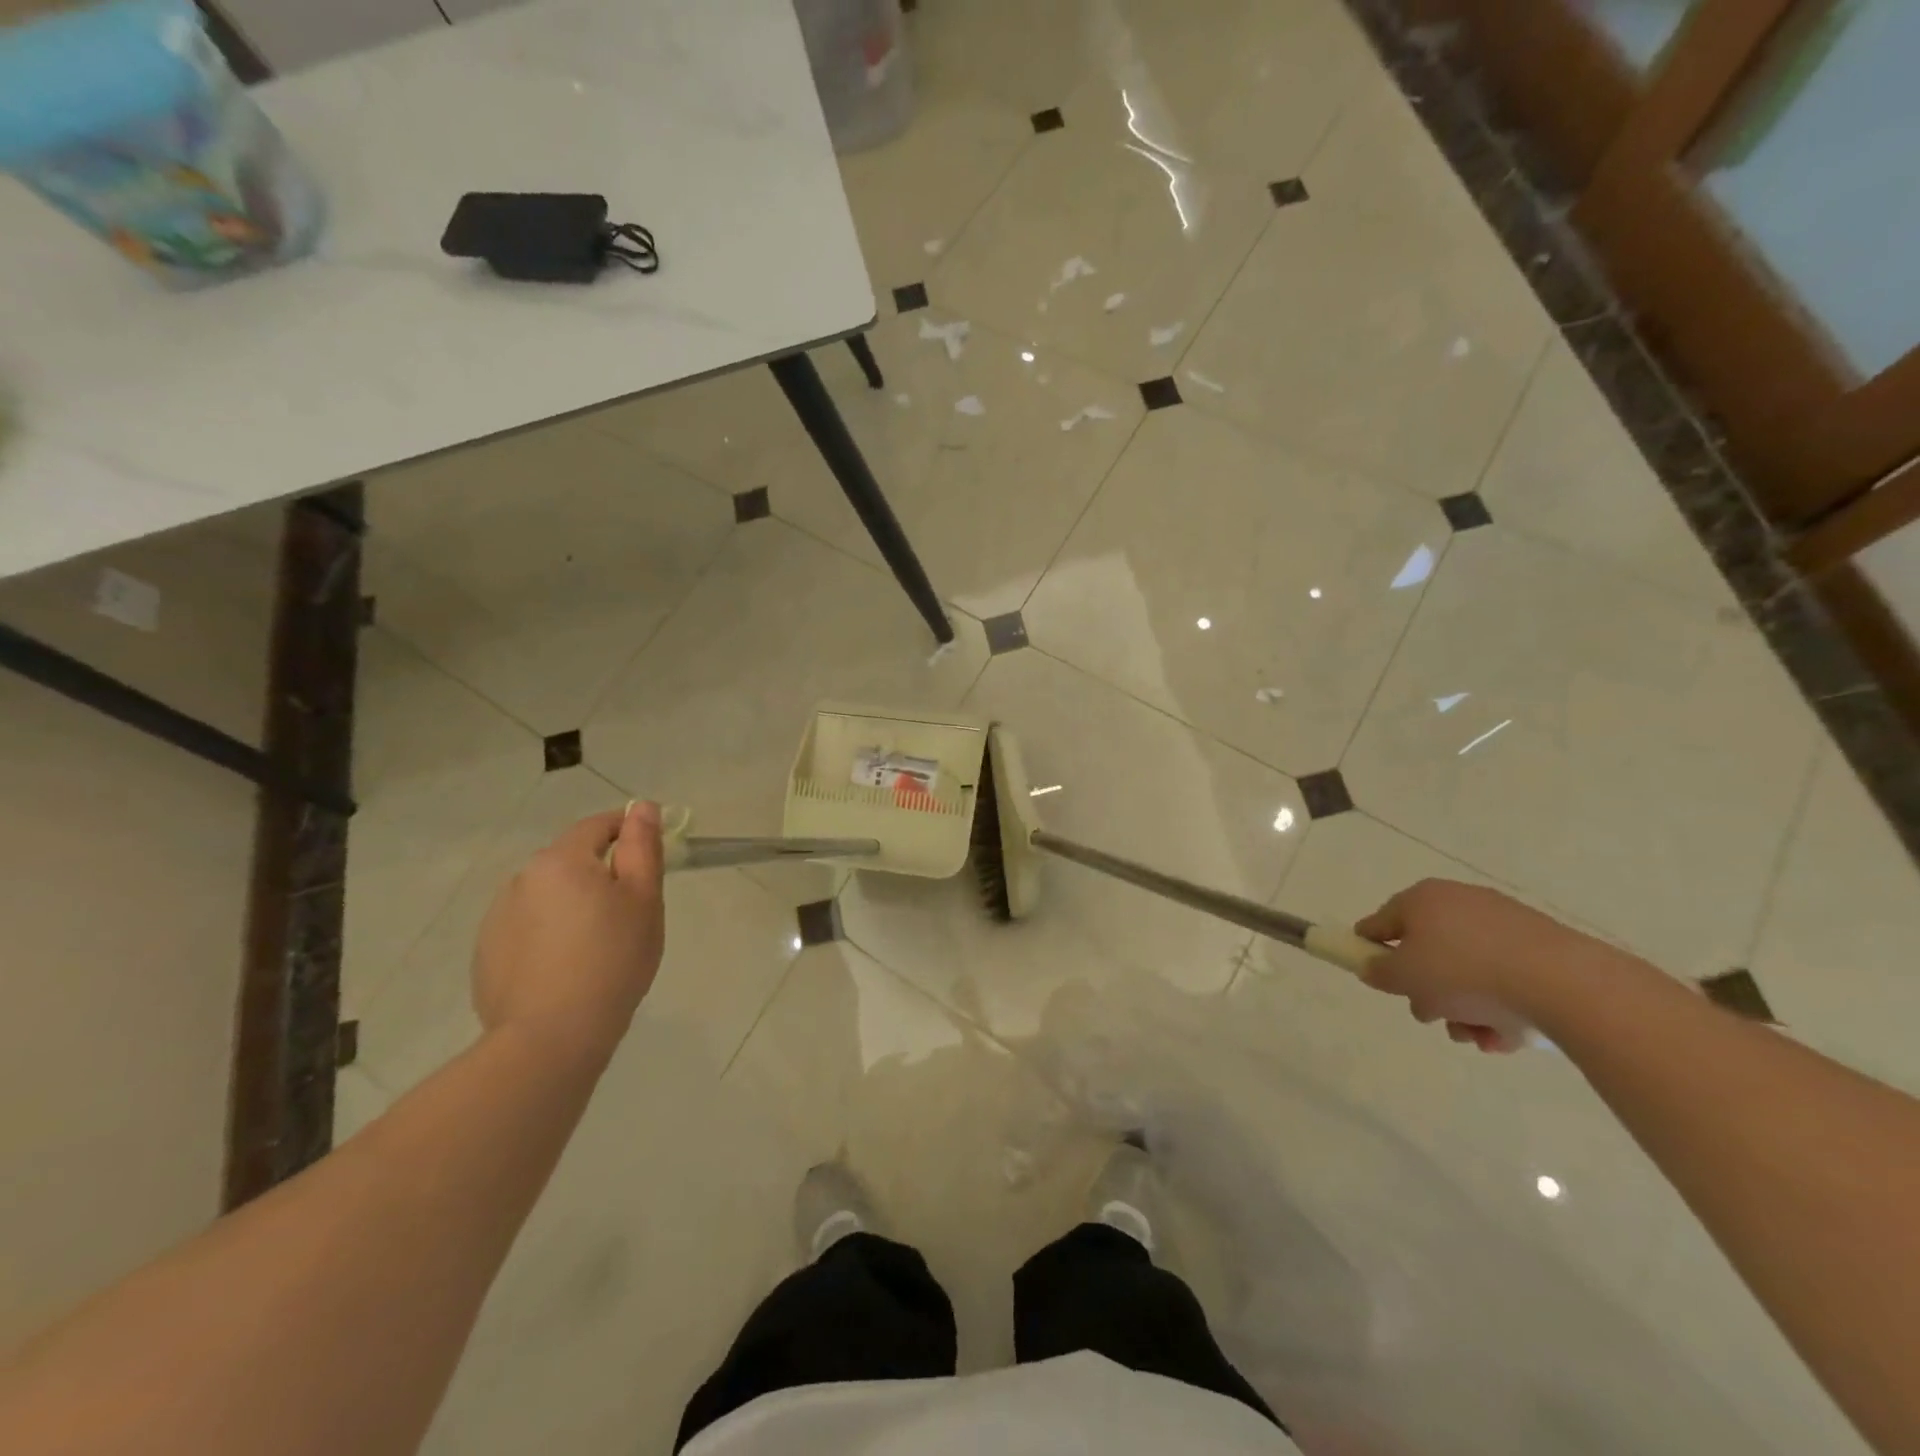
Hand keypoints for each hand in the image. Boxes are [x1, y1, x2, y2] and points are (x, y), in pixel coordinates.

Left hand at [472, 803, 665, 1063]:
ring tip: (596, 946)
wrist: (551, 1037)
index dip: (627, 830)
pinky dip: (548, 936)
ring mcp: (497, 918)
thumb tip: (641, 807)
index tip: (649, 853)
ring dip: (571, 905)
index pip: (597, 826)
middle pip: (570, 861)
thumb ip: (643, 847)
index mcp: (561, 860)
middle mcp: (522, 879)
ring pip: (548, 897)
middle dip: (599, 874)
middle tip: (629, 911)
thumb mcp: (643, 899)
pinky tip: (566, 969)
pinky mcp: (486, 954)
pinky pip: (528, 929)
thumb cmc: (612, 960)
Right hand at [1354, 879, 1596, 1052]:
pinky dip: (1499, 1006)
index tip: (1378, 981)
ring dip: (1463, 1007)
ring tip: (1476, 1036)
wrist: (1562, 983)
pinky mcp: (1540, 948)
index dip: (1370, 951)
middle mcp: (1459, 902)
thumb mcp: (1403, 977)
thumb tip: (1375, 968)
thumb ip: (1378, 972)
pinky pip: (1505, 978)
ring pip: (1467, 971)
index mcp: (1421, 899)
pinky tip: (1505, 1036)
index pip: (1380, 924)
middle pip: (1427, 952)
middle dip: (1428, 992)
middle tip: (1433, 1015)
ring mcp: (1503, 924)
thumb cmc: (1464, 972)